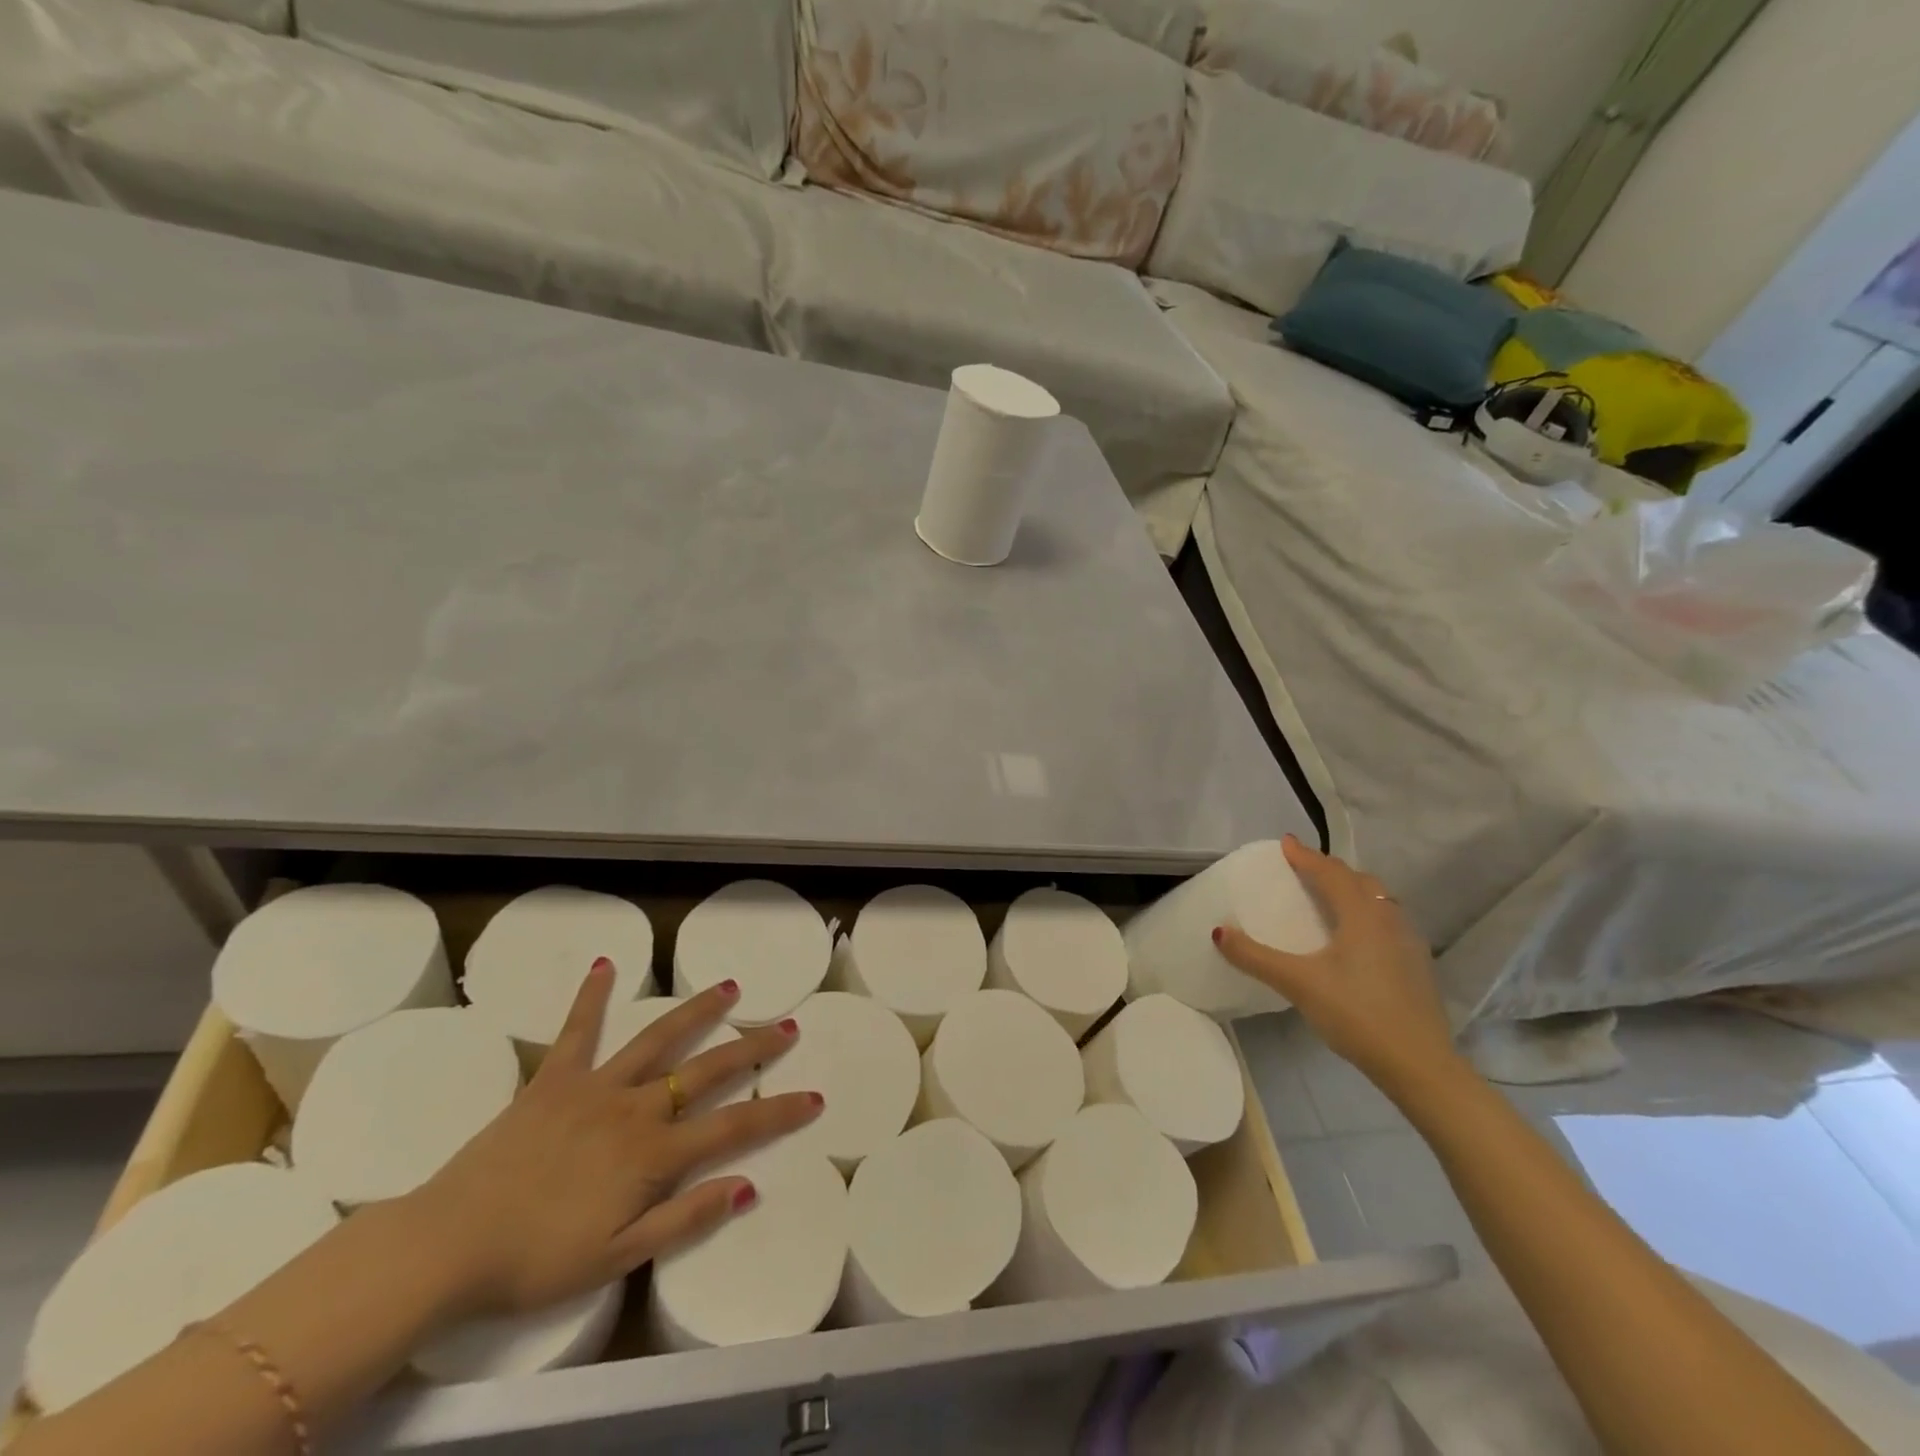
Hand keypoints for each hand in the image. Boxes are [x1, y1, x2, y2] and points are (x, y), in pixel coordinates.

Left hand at [408, 965, 821, 1316]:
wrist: (448, 1244)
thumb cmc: (536, 1260)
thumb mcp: (618, 1257)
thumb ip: (685, 1218)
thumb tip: (747, 1185)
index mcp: (654, 1153)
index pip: (734, 1127)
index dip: (779, 1111)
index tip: (814, 1096)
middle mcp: (635, 1108)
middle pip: (707, 1071)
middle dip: (753, 1048)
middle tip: (787, 1025)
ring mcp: (595, 1087)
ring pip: (658, 1040)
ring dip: (698, 1012)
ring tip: (730, 986)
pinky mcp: (553, 1079)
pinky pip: (576, 1031)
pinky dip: (591, 997)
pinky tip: (604, 965)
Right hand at [1214, 836, 1463, 1102]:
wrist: (1420, 1065)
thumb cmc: (1357, 1013)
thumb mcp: (1298, 983)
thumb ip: (1255, 957)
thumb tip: (1218, 931)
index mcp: (1361, 914)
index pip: (1330, 872)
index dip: (1306, 856)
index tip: (1285, 843)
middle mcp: (1389, 919)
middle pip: (1360, 881)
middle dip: (1331, 869)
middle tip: (1305, 869)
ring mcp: (1409, 943)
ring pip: (1380, 901)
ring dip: (1353, 890)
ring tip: (1330, 897)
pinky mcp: (1417, 967)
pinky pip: (1388, 923)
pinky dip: (1368, 914)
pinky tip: (1357, 938)